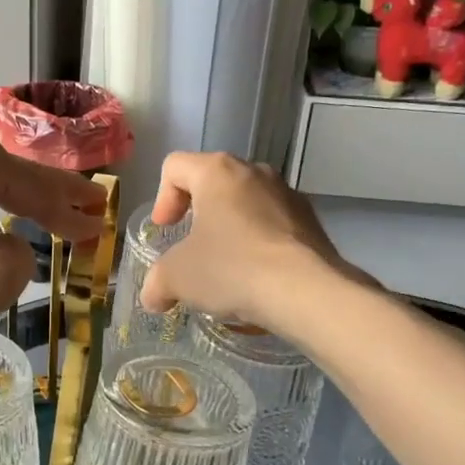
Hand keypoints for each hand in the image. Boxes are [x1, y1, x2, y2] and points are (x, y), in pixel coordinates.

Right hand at [139, 152, 365, 336]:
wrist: (307, 293)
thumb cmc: (232, 269)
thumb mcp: (177, 277)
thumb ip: (157, 282)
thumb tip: (152, 298)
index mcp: (217, 171)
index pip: (175, 166)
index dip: (162, 198)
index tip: (166, 230)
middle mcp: (254, 172)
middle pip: (213, 181)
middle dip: (197, 213)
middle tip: (191, 246)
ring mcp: (287, 194)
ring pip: (246, 202)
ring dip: (230, 228)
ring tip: (225, 266)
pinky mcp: (312, 222)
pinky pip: (273, 224)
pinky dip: (258, 243)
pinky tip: (256, 277)